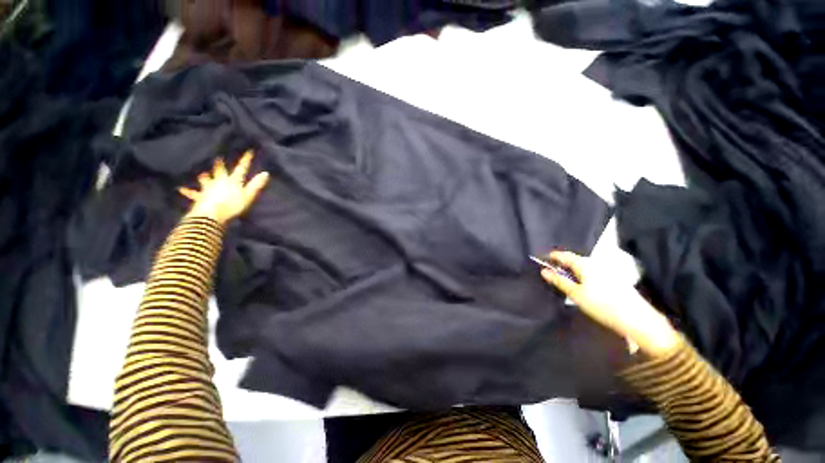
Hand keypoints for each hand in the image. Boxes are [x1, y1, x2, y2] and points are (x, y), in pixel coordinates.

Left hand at [179, 151, 269, 224]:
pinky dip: (187, 191)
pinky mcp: (200, 197)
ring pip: (205, 180)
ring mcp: (208, 188)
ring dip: (204, 177)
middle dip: (219, 165)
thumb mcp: (248, 196)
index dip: (245, 160)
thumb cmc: (232, 205)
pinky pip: (192, 193)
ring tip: (202, 174)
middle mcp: (219, 181)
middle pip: (219, 170)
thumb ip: (256, 185)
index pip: (241, 168)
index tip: (249, 151)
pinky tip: (180, 189)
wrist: (212, 215)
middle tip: (218, 158)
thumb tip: (266, 173)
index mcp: (232, 181)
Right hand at [541, 251, 679, 356]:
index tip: (543, 259)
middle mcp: (596, 264)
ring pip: (583, 267)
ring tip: (564, 279)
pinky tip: (580, 285)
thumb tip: (543, 270)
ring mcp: (606, 271)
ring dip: (572, 270)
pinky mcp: (613, 280)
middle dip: (562, 263)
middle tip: (551, 271)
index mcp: (585, 265)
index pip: (565, 255)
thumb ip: (559, 281)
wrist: (637, 319)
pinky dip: (582, 275)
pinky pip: (591, 273)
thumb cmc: (602, 305)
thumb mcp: (576, 294)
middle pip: (574, 260)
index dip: (553, 256)